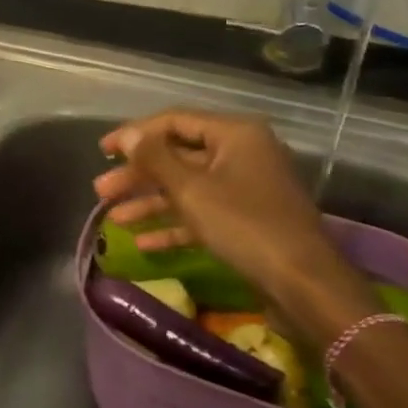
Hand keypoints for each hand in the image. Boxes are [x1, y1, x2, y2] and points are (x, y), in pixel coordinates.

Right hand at [93, 110, 378, 342]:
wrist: (305, 285)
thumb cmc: (245, 225)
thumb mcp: (192, 189)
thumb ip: (155, 158)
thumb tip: (128, 135)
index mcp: (235, 134)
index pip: (174, 122)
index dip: (134, 134)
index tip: (102, 150)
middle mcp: (242, 153)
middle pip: (178, 156)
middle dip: (138, 175)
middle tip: (101, 190)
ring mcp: (246, 188)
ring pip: (187, 187)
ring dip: (150, 201)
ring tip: (112, 217)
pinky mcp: (247, 221)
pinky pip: (202, 214)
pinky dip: (174, 225)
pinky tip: (143, 242)